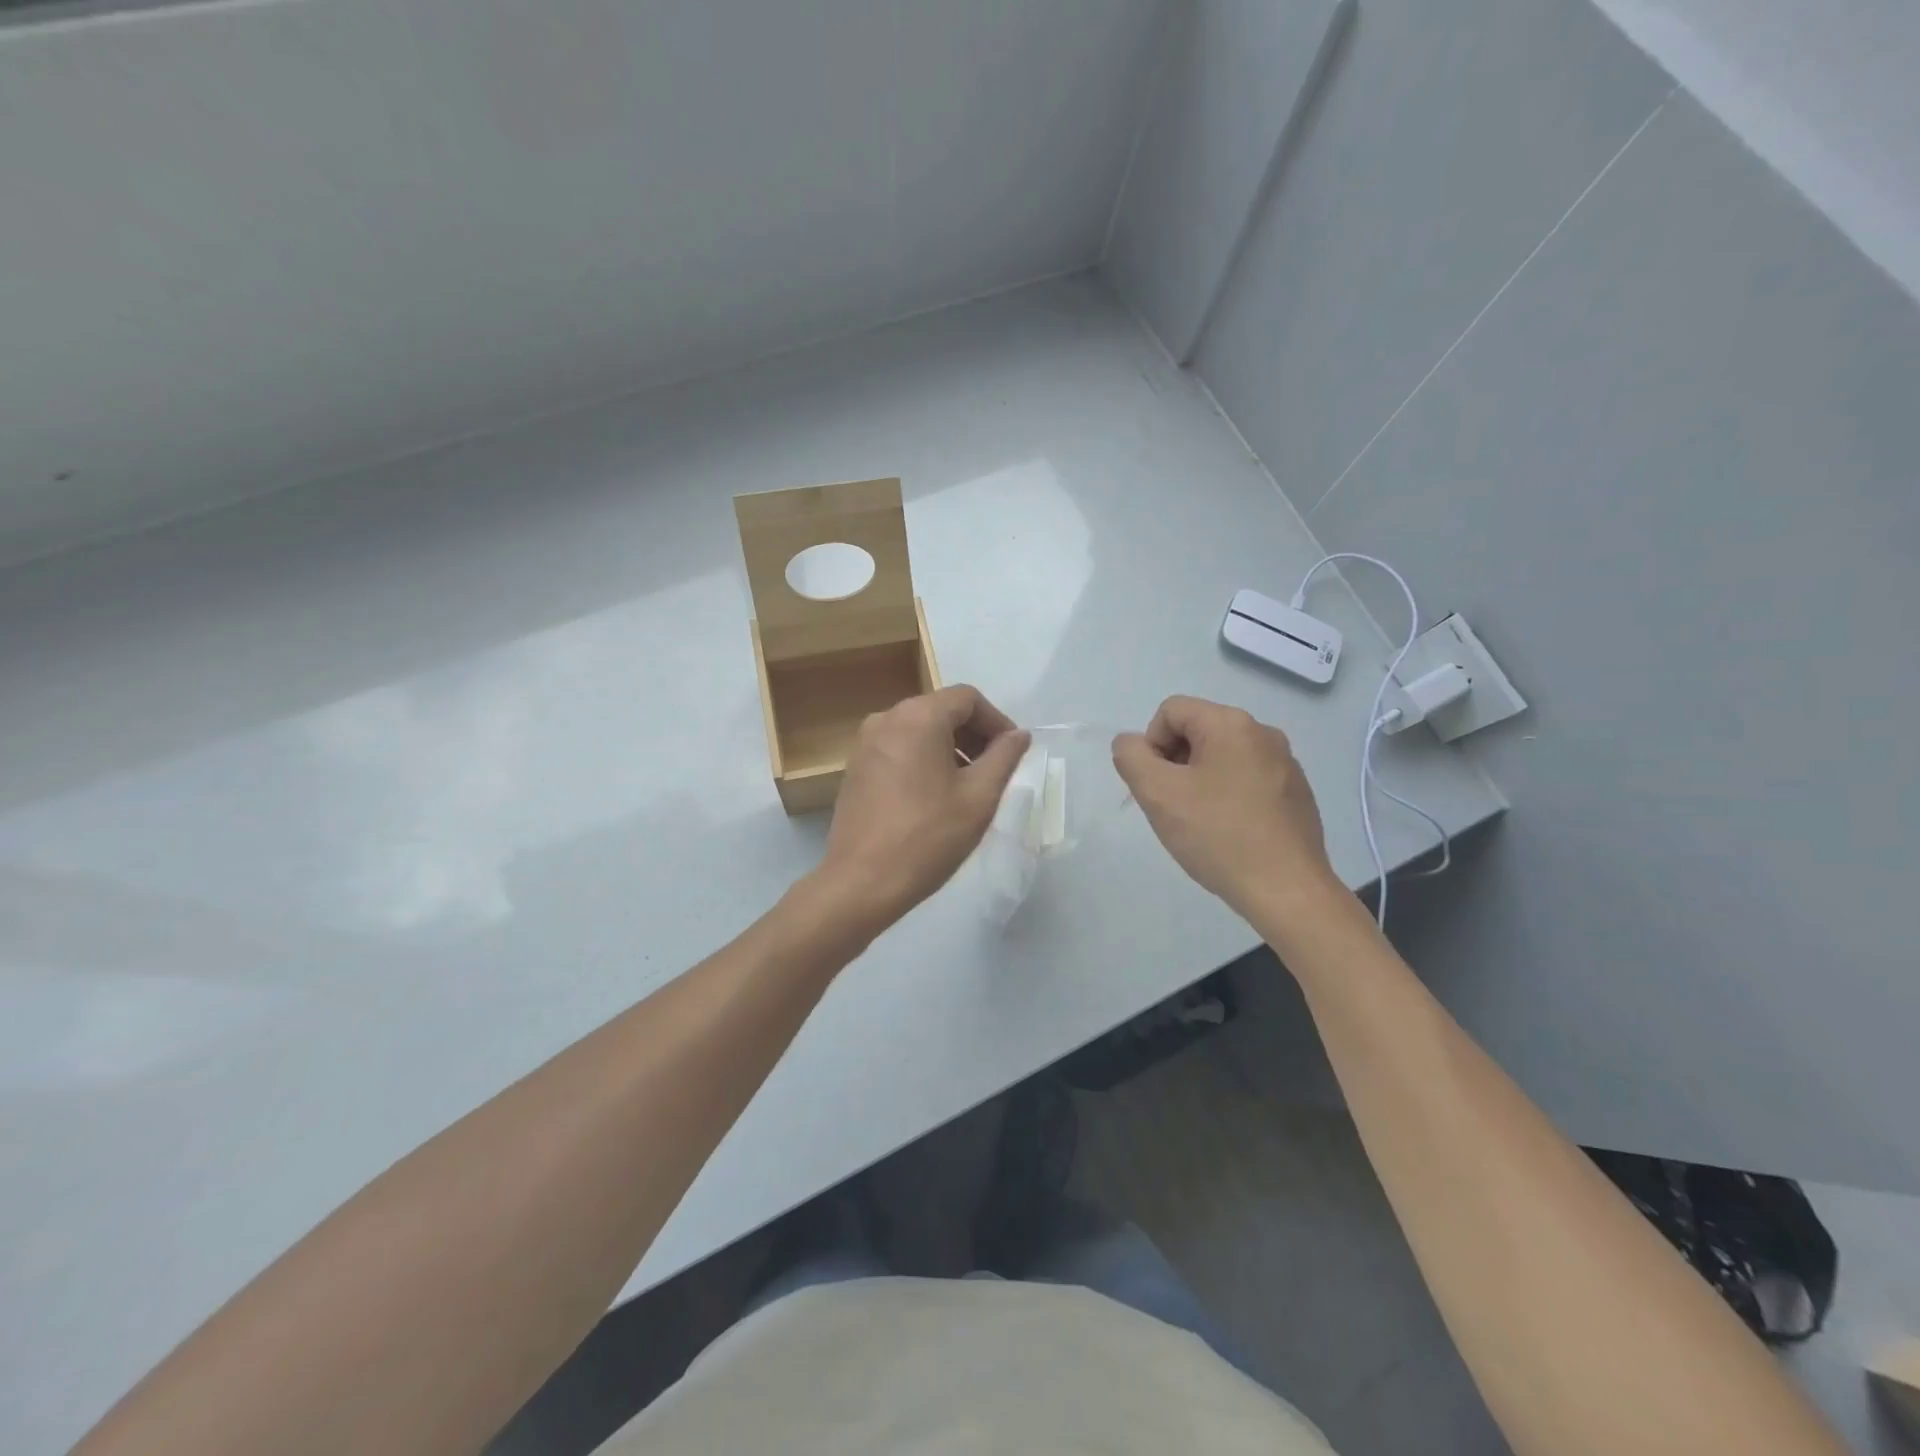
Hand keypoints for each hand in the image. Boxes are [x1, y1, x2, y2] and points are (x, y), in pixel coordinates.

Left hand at [816, 686, 1028, 930]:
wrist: (862, 882)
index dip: (997, 721)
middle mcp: (886, 719)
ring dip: (950, 748)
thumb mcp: (979, 797)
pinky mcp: (855, 768)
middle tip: (996, 769)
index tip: (1012, 752)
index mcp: (918, 717)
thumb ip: (1004, 757)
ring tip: (969, 785)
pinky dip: (924, 759)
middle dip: (974, 734)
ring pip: (919, 730)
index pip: (967, 698)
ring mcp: (865, 743)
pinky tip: (936, 795)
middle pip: (941, 710)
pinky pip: (898, 748)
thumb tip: (1019, 735)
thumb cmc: (928, 837)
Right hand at [1113, 696, 1342, 924]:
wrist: (1287, 891)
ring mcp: (1285, 763)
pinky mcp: (1296, 793)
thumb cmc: (1218, 836)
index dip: (1151, 745)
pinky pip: (1247, 779)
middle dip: (1175, 763)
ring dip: (1199, 781)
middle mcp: (1263, 733)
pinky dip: (1228, 797)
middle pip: (1197, 731)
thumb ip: (1131, 757)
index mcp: (1231, 724)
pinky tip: (1229, 832)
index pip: (1170, 711)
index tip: (1157, 786)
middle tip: (1173, 806)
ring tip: (1200, 823)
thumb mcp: (1158, 794)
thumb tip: (1131, 743)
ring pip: (1221, 757)